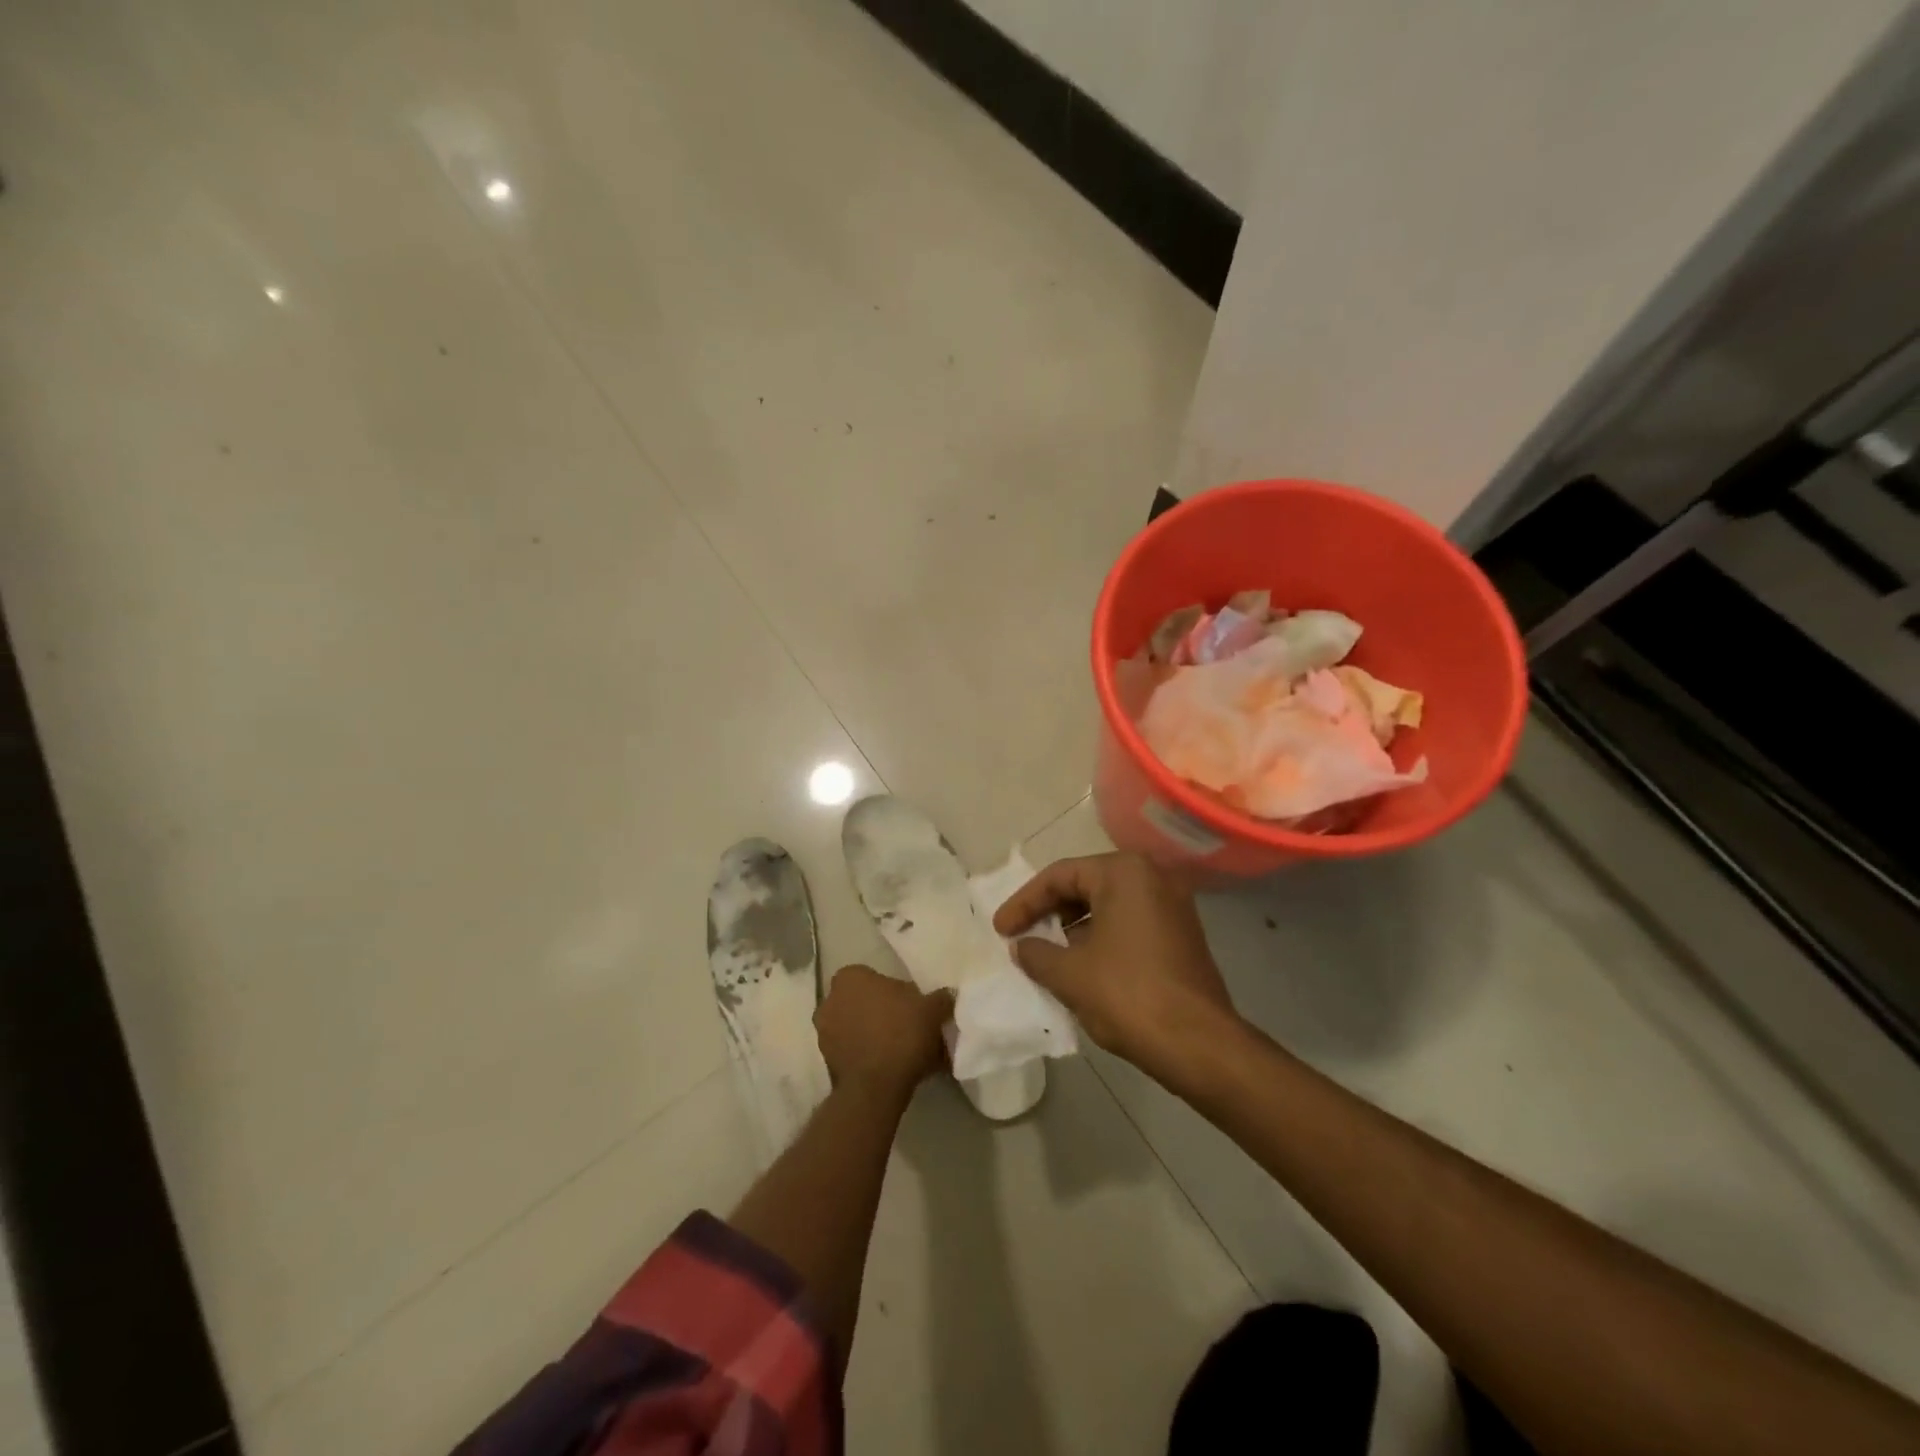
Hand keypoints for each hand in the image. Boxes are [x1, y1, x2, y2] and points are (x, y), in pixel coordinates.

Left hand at [814, 964, 953, 1098]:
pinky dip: (867, 1056)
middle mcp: (830, 1000)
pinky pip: (852, 1052)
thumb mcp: (932, 1009)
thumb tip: (947, 996)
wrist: (877, 1086)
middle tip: (907, 1026)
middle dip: (880, 1011)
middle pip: (861, 1001)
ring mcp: (824, 1033)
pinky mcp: (826, 1062)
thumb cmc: (902, 1033)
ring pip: (855, 1028)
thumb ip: (940, 998)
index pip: (872, 976)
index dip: (893, 991)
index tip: (910, 1005)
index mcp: (850, 977)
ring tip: (901, 1050)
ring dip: (873, 1035)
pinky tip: (890, 1067)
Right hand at [993, 852, 1236, 1082]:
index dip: (1024, 903)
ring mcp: (1172, 906)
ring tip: (1045, 955)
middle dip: (1049, 912)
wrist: (1200, 1045)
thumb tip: (1022, 947)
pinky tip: (1080, 967)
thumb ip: (1037, 953)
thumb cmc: (1128, 996)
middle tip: (1021, 937)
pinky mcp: (1181, 934)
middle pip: (1085, 885)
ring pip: (1107, 906)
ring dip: (1073, 928)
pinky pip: (1129, 924)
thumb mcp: (1070, 974)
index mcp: (1124, 873)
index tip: (1001, 930)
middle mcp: (1152, 878)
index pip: (1060, 876)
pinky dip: (1100, 938)